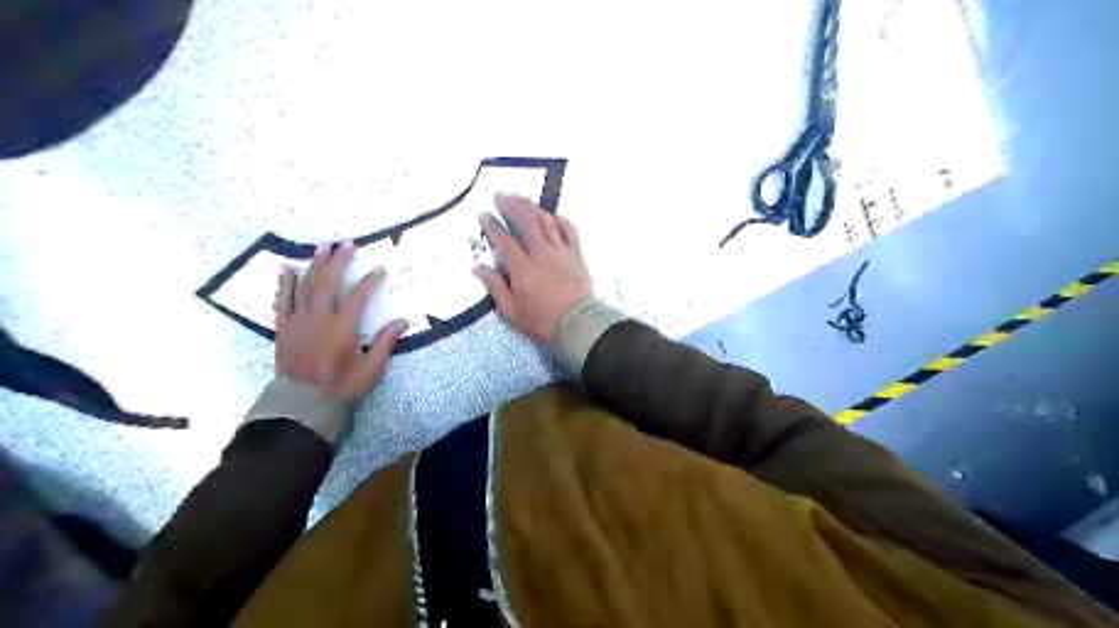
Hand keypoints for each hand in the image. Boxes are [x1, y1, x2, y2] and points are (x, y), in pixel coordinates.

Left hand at [272, 239, 409, 401]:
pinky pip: (283, 300)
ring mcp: (299, 321)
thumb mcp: (371, 368)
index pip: (359, 297)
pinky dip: (285, 283)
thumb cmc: (341, 386)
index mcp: (342, 328)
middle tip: (347, 244)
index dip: (370, 281)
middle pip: (329, 282)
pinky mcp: (284, 327)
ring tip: (322, 246)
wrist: (302, 403)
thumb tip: (403, 321)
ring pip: (305, 286)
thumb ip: (385, 342)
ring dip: (315, 264)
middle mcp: (319, 318)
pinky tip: (287, 268)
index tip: (379, 268)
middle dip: (339, 261)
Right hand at [471, 193, 592, 346]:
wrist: (578, 325)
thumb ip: (495, 288)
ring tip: (521, 198)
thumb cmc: (543, 322)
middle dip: (511, 206)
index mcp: (523, 270)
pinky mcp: (576, 254)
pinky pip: (568, 230)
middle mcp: (541, 254)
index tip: (485, 214)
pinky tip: (551, 214)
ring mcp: (561, 252)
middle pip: (525, 223)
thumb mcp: (512, 313)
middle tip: (500, 195)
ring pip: (546, 222)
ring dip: (532, 208)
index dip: (493, 225)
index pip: (504, 241)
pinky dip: (559, 219)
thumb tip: (478, 267)